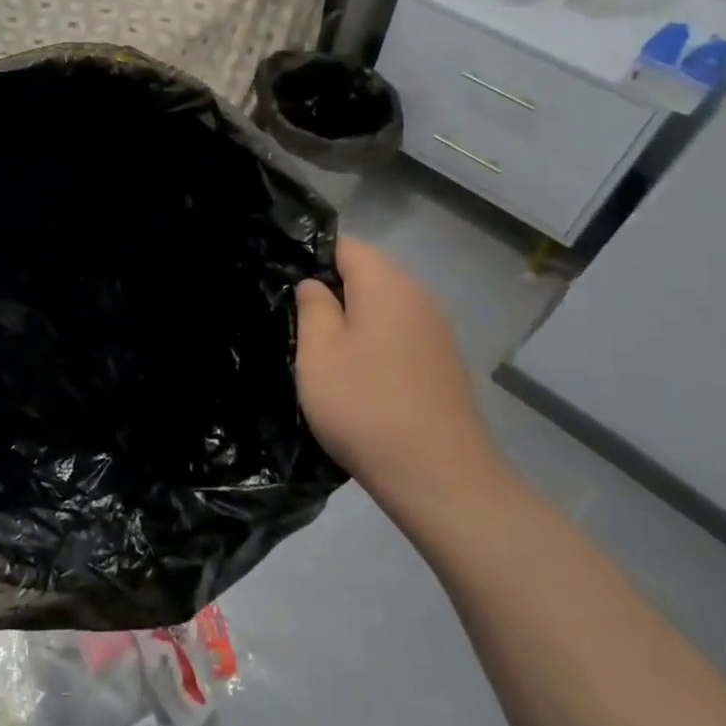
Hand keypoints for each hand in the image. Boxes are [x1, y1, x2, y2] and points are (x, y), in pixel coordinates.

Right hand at [296, 238, 513, 517]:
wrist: (441, 480)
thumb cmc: (366, 406)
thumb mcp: (318, 353)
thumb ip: (312, 306)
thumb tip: (314, 284)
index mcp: (386, 284)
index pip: (344, 245)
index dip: (310, 256)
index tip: (283, 284)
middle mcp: (418, 297)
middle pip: (366, 273)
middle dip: (330, 289)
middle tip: (294, 320)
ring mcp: (436, 332)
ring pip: (382, 306)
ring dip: (351, 320)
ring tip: (320, 350)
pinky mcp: (442, 364)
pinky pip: (398, 334)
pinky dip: (373, 342)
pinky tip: (356, 376)